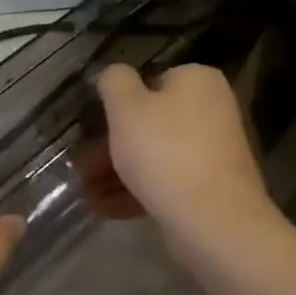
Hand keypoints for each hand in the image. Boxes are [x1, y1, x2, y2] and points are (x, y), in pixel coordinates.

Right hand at [93, 64, 279, 253]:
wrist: (214, 221)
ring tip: (86, 192)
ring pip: (155, 155)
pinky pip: (168, 181)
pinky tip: (105, 208)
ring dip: (117, 171)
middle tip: (81, 165)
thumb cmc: (166, 152)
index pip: (150, 81)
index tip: (92, 127)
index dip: (118, 104)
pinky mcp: (212, 187)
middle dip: (110, 146)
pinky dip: (138, 191)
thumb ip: (114, 81)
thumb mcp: (126, 107)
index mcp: (198, 80)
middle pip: (150, 122)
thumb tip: (113, 73)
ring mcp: (214, 151)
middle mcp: (212, 109)